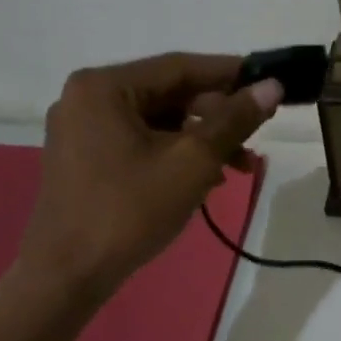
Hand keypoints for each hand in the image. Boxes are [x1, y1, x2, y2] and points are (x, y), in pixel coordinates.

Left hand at [16, 54, 281, 300]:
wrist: (68, 273)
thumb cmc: (129, 211)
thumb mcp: (192, 162)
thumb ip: (234, 120)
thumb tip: (272, 86)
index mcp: (104, 87)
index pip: (180, 67)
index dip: (230, 74)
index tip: (270, 81)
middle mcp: (88, 98)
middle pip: (168, 94)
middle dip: (217, 116)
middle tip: (257, 134)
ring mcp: (83, 130)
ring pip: (158, 122)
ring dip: (201, 140)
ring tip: (240, 166)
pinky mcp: (85, 158)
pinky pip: (141, 142)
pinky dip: (175, 154)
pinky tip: (205, 179)